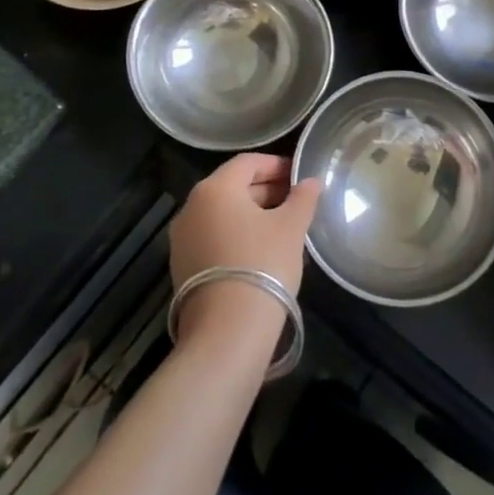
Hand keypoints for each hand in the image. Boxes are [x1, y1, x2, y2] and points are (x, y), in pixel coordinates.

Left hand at [169, 153, 320, 337]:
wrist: (227, 331)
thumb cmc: (263, 264)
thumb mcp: (291, 228)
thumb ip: (303, 198)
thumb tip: (311, 181)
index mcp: (215, 188)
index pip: (248, 163)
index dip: (277, 165)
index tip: (300, 176)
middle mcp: (191, 207)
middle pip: (233, 186)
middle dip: (266, 189)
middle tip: (296, 200)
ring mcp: (182, 238)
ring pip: (223, 214)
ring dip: (252, 214)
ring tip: (283, 226)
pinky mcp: (182, 267)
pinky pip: (213, 237)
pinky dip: (237, 235)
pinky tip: (261, 250)